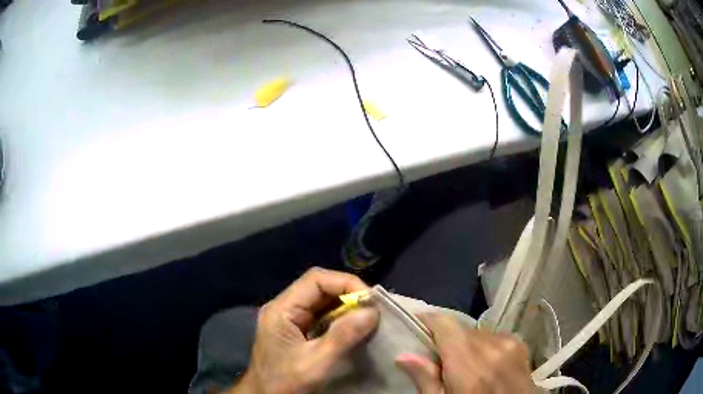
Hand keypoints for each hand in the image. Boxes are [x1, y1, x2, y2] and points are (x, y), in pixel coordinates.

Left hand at [229, 268, 378, 393]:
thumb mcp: (315, 363)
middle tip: (373, 310)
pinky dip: (340, 320)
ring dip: (346, 308)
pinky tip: (354, 329)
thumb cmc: (284, 383)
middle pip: (319, 288)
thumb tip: (371, 311)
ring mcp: (289, 319)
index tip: (370, 301)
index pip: (315, 280)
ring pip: (322, 302)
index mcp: (281, 309)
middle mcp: (284, 308)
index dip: (345, 283)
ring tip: (368, 319)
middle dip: (348, 295)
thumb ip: (342, 337)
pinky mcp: (295, 331)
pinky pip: (321, 317)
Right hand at [395, 314, 532, 393]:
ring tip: (466, 366)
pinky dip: (484, 346)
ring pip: (477, 333)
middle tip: (440, 361)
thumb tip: (403, 356)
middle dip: (447, 341)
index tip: (416, 326)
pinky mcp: (519, 344)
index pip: (445, 324)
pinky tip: (486, 364)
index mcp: (469, 364)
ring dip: (467, 344)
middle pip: (460, 330)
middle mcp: (491, 346)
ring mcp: (509, 343)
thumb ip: (426, 380)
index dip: (428, 321)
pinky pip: (493, 336)